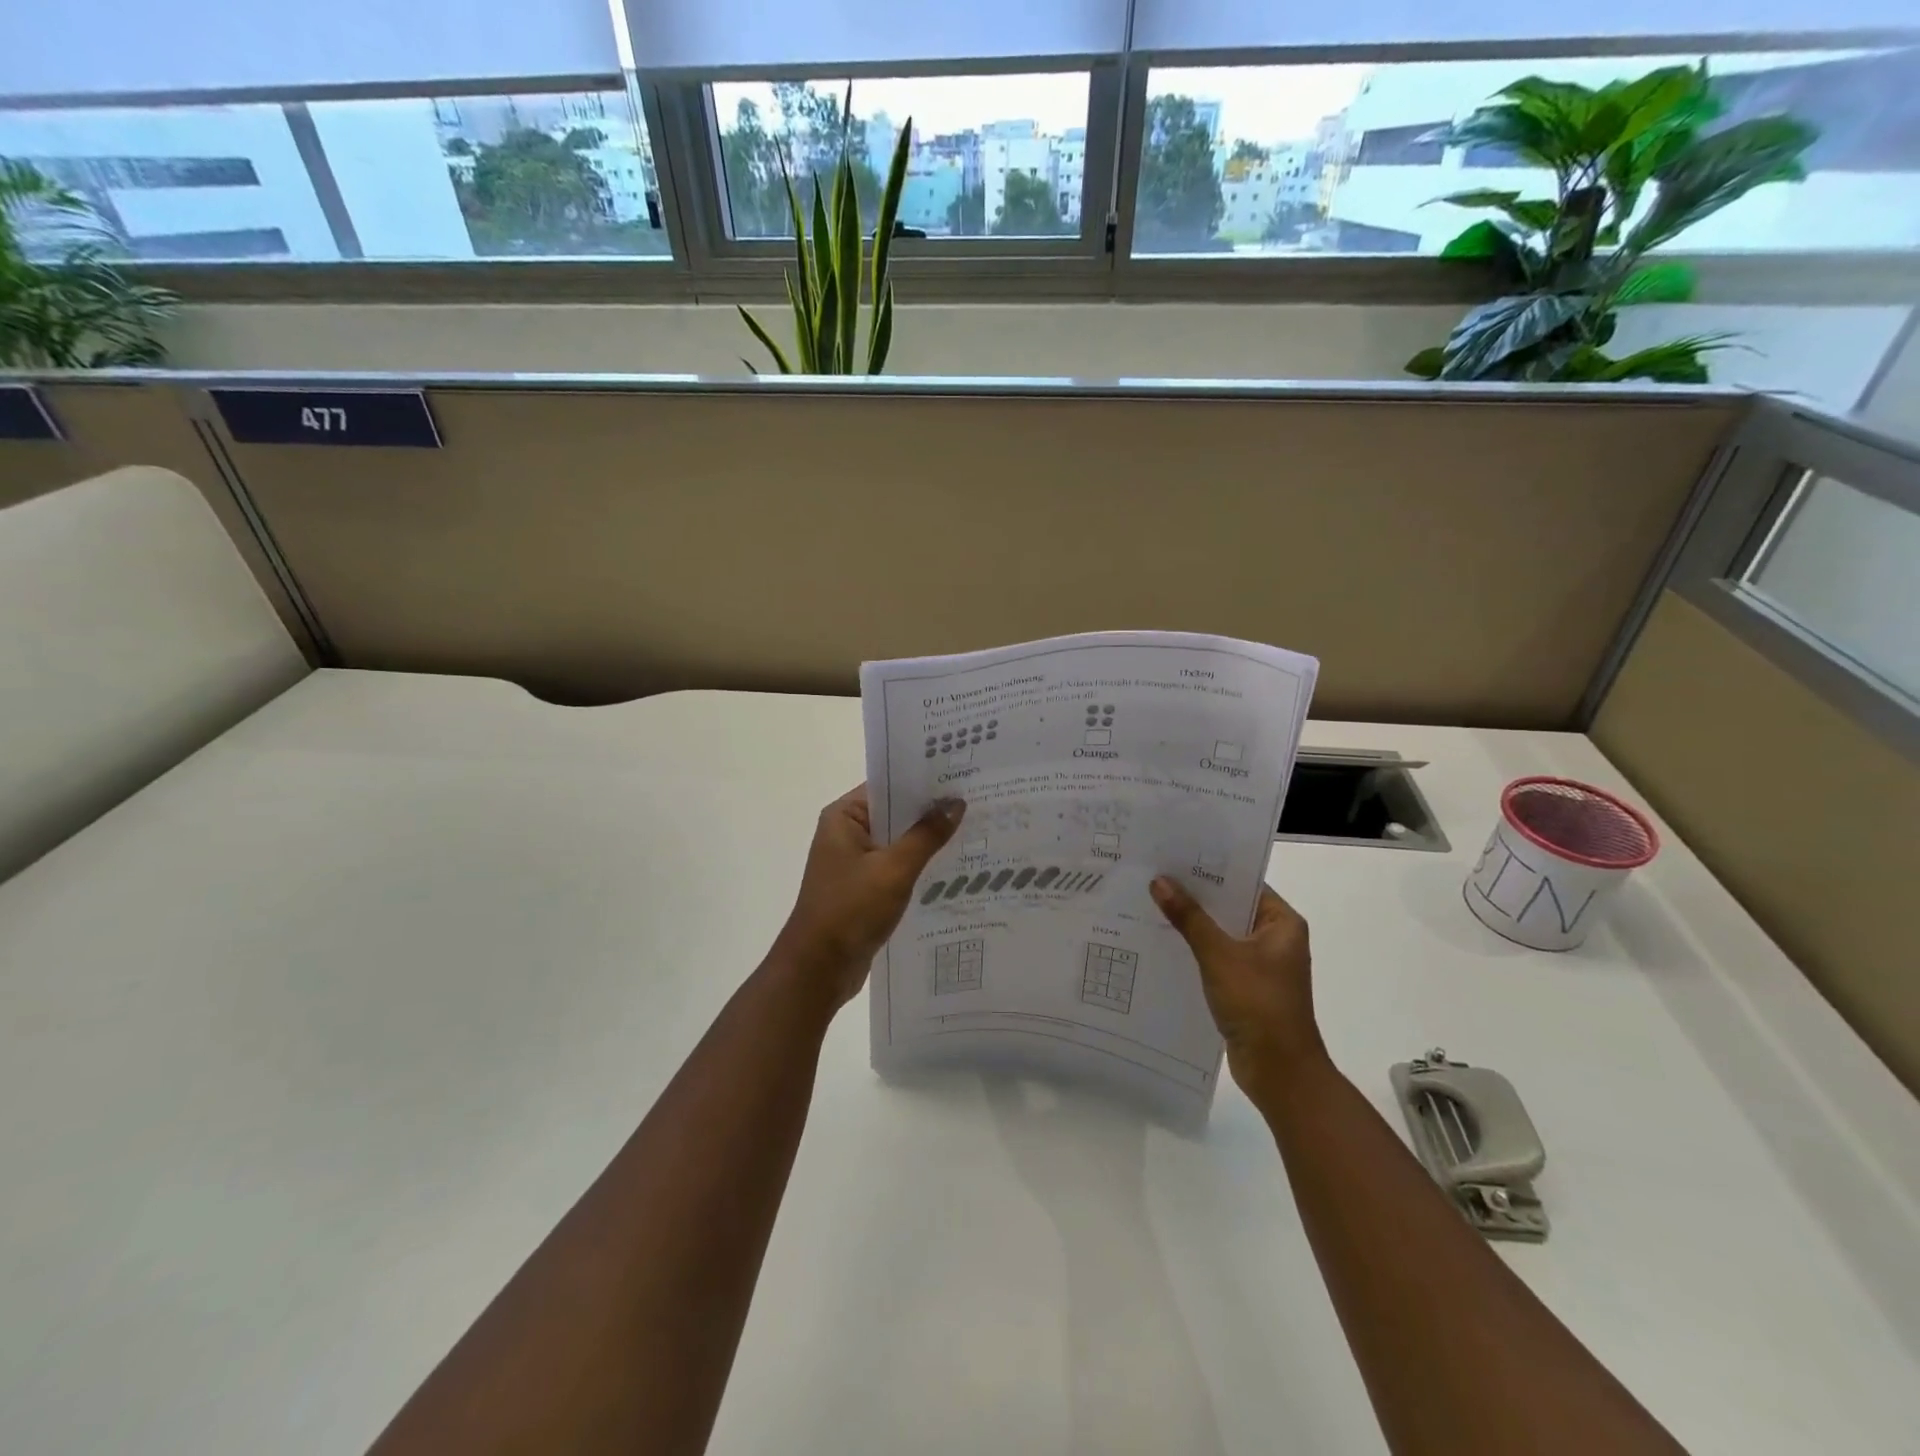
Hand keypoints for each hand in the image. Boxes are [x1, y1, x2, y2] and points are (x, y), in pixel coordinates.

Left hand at [773, 785, 965, 1008]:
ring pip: (899, 841)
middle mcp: (847, 832)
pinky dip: (919, 865)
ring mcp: (854, 861)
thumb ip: (926, 835)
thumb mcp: (894, 869)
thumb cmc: (850, 910)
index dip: (924, 781)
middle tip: (977, 801)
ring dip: (928, 840)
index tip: (962, 776)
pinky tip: (953, 866)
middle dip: (931, 811)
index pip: (889, 786)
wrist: (818, 970)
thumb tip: (955, 803)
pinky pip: (897, 866)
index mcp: (844, 817)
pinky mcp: (864, 887)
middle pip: (896, 813)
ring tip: (974, 829)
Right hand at [1150, 877, 1326, 1100]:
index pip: (1243, 882)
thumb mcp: (1219, 955)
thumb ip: (1189, 917)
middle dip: (1194, 896)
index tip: (1173, 855)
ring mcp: (1261, 964)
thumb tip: (1159, 880)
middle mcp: (1275, 938)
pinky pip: (1216, 957)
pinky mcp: (1245, 986)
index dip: (1210, 870)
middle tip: (1153, 874)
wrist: (1279, 1072)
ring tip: (1150, 902)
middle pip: (1230, 906)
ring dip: (1192, 923)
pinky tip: (1162, 941)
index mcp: (1282, 922)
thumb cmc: (1258, 1004)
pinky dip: (1194, 949)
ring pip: (1220, 933)